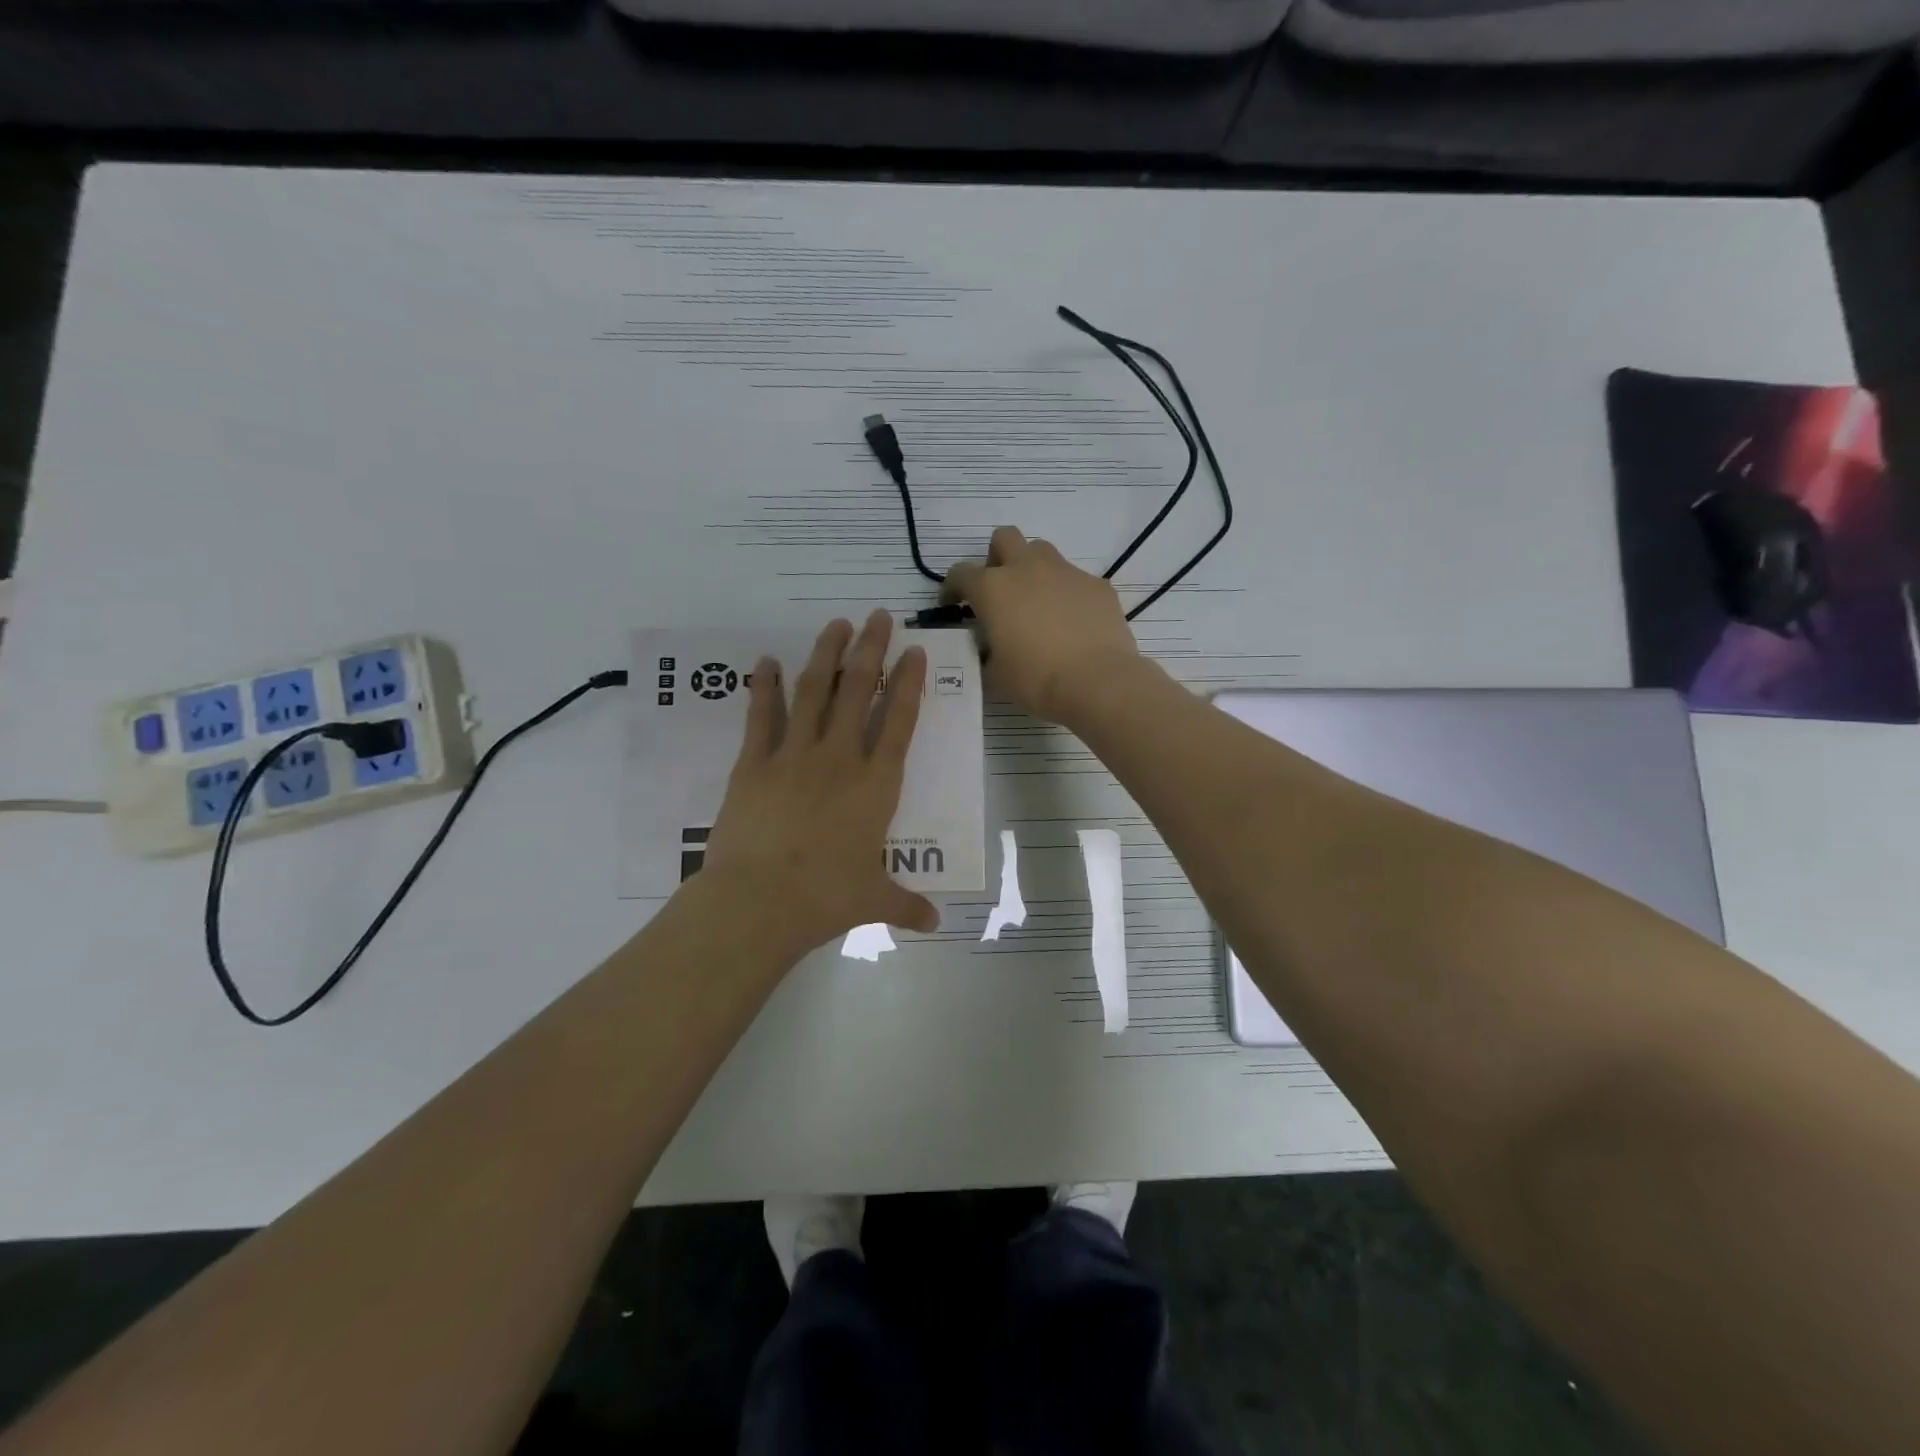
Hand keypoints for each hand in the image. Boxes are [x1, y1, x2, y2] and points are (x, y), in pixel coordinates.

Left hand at [702, 611, 939, 959]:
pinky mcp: (754, 764)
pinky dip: (764, 686)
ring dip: (826, 655)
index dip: (909, 683)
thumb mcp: (873, 900)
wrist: (759, 901)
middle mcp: (840, 759)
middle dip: (871, 650)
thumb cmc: (826, 898)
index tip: (914, 651)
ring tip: (836, 624)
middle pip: (859, 692)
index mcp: (876, 786)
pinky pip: (762, 716)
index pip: (900, 722)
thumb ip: (906, 905)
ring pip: (814, 692)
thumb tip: (935, 924)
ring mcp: (794, 756)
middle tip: (878, 616)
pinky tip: (766, 661)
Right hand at [942, 526, 1141, 724]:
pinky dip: (1067, 595)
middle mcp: (1027, 568)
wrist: (1097, 682)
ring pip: (1042, 552)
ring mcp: (1066, 572)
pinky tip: (1073, 624)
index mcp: (993, 588)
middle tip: (1000, 591)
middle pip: (1005, 538)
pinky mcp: (1097, 584)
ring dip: (1033, 570)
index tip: (954, 605)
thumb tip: (989, 647)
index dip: (953, 588)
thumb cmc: (1036, 680)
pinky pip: (1075, 579)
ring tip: (1037, 605)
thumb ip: (985, 652)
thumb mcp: (994, 674)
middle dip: (997, 558)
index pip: (960, 573)